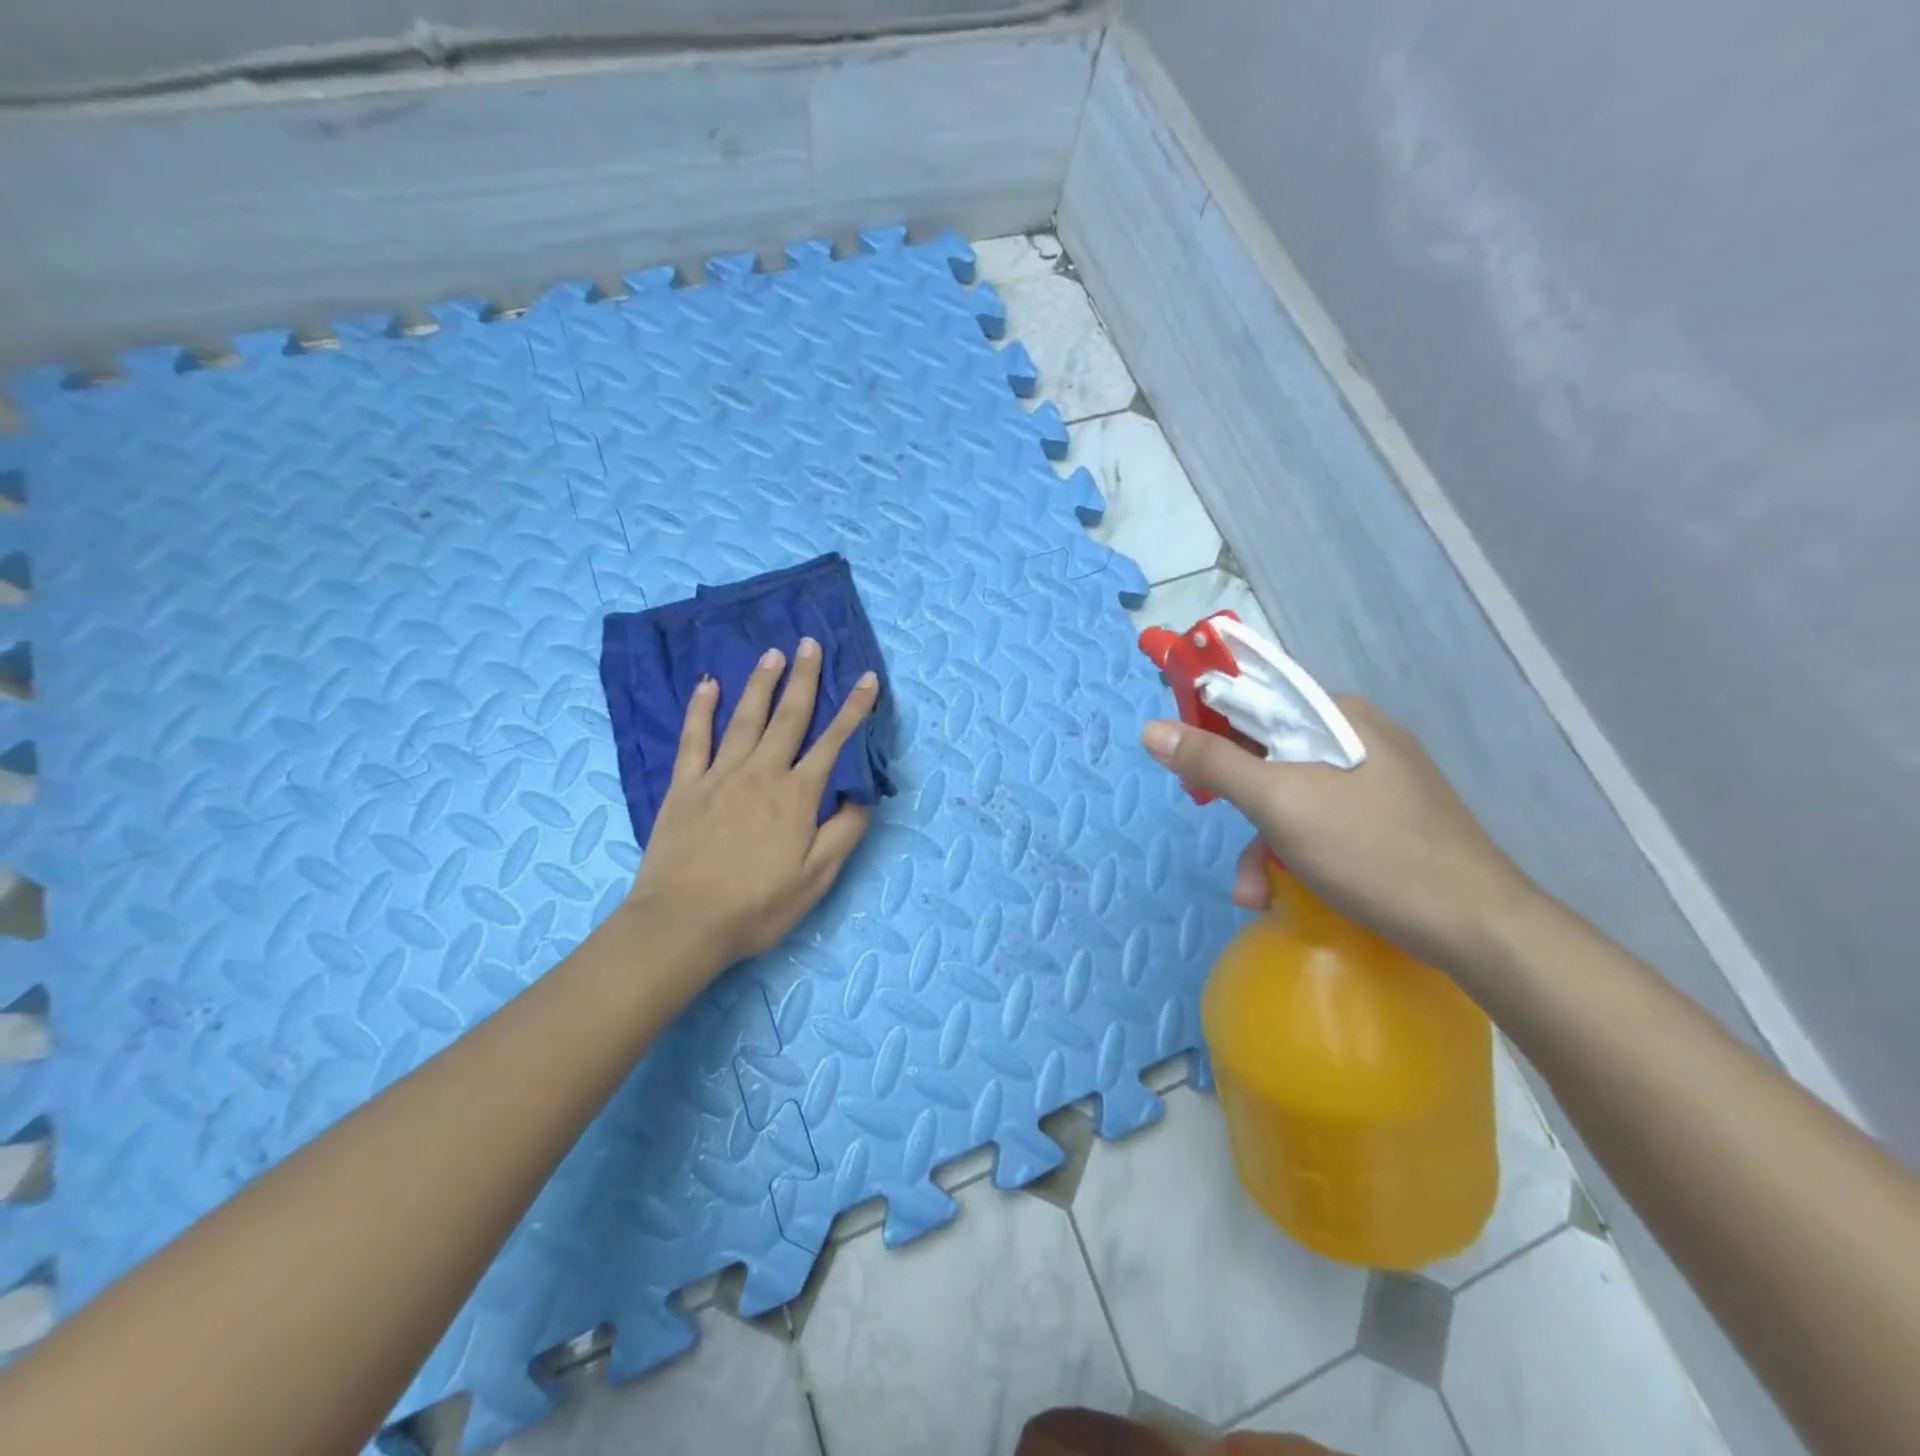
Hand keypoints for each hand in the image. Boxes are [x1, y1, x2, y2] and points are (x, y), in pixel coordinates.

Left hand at [628, 638, 879, 973]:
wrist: (683, 923)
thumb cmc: (757, 906)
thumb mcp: (816, 878)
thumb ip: (843, 832)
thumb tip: (861, 794)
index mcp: (796, 795)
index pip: (833, 742)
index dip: (854, 709)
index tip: (866, 677)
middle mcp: (761, 773)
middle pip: (789, 717)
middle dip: (805, 679)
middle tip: (811, 643)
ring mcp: (719, 776)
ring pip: (745, 719)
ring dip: (761, 684)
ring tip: (772, 654)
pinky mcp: (685, 786)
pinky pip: (694, 739)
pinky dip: (700, 710)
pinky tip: (707, 686)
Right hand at [1142, 697, 1536, 976]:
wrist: (1478, 928)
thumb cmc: (1374, 851)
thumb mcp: (1281, 803)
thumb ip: (1215, 762)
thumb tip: (1152, 729)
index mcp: (1341, 716)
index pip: (1259, 695)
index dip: (1212, 718)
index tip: (1184, 755)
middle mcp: (1358, 739)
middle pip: (1270, 752)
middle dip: (1237, 800)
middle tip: (1213, 824)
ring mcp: (1375, 783)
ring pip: (1291, 795)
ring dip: (1260, 842)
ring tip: (1253, 892)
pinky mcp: (1384, 823)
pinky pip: (1317, 823)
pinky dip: (1292, 855)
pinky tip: (1281, 893)